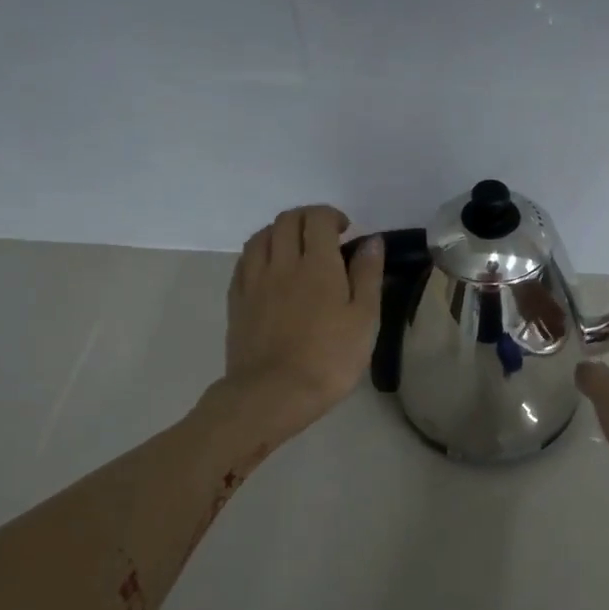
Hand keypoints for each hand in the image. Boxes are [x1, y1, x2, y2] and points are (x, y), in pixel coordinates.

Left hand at [224, 205, 382, 439]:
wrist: (274, 394)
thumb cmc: (330, 358)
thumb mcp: (365, 319)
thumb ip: (368, 275)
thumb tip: (371, 240)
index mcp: (318, 265)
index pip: (318, 219)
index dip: (332, 216)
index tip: (346, 231)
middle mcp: (282, 263)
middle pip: (287, 220)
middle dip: (308, 218)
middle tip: (325, 236)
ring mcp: (254, 281)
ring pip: (261, 236)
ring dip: (281, 231)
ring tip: (296, 248)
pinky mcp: (237, 300)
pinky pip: (245, 261)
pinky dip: (260, 252)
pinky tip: (270, 268)